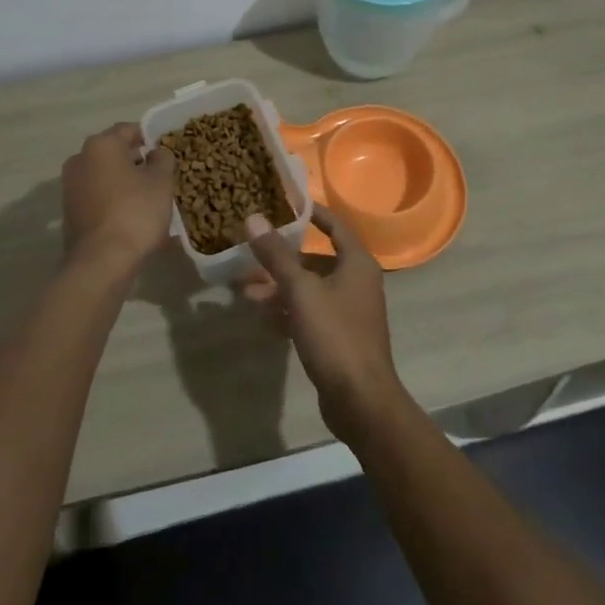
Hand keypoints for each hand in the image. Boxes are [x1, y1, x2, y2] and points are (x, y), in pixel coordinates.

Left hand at [61, 123, 176, 279]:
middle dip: (136, 161)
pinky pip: (96, 196)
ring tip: (147, 200)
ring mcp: (70, 186)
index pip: (129, 130)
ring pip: (104, 176)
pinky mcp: (69, 211)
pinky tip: (130, 217)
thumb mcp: (161, 182)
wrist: (101, 261)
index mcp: (101, 145)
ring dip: (124, 182)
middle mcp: (80, 159)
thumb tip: (155, 152)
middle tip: (159, 177)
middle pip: (114, 152)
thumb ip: (162, 159)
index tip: (165, 153)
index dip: (150, 138)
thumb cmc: (135, 213)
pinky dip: (112, 200)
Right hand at [244, 204, 408, 443]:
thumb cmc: (335, 334)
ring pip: (309, 289)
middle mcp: (356, 281)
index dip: (310, 212)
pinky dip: (288, 311)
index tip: (283, 203)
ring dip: (279, 288)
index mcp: (357, 263)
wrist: (360, 400)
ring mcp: (349, 311)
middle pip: (315, 260)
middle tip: (249, 255)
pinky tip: (261, 316)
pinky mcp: (339, 337)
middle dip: (281, 259)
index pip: (334, 225)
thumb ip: (276, 255)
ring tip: (245, 291)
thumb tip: (253, 218)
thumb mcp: (300, 291)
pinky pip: (309, 313)